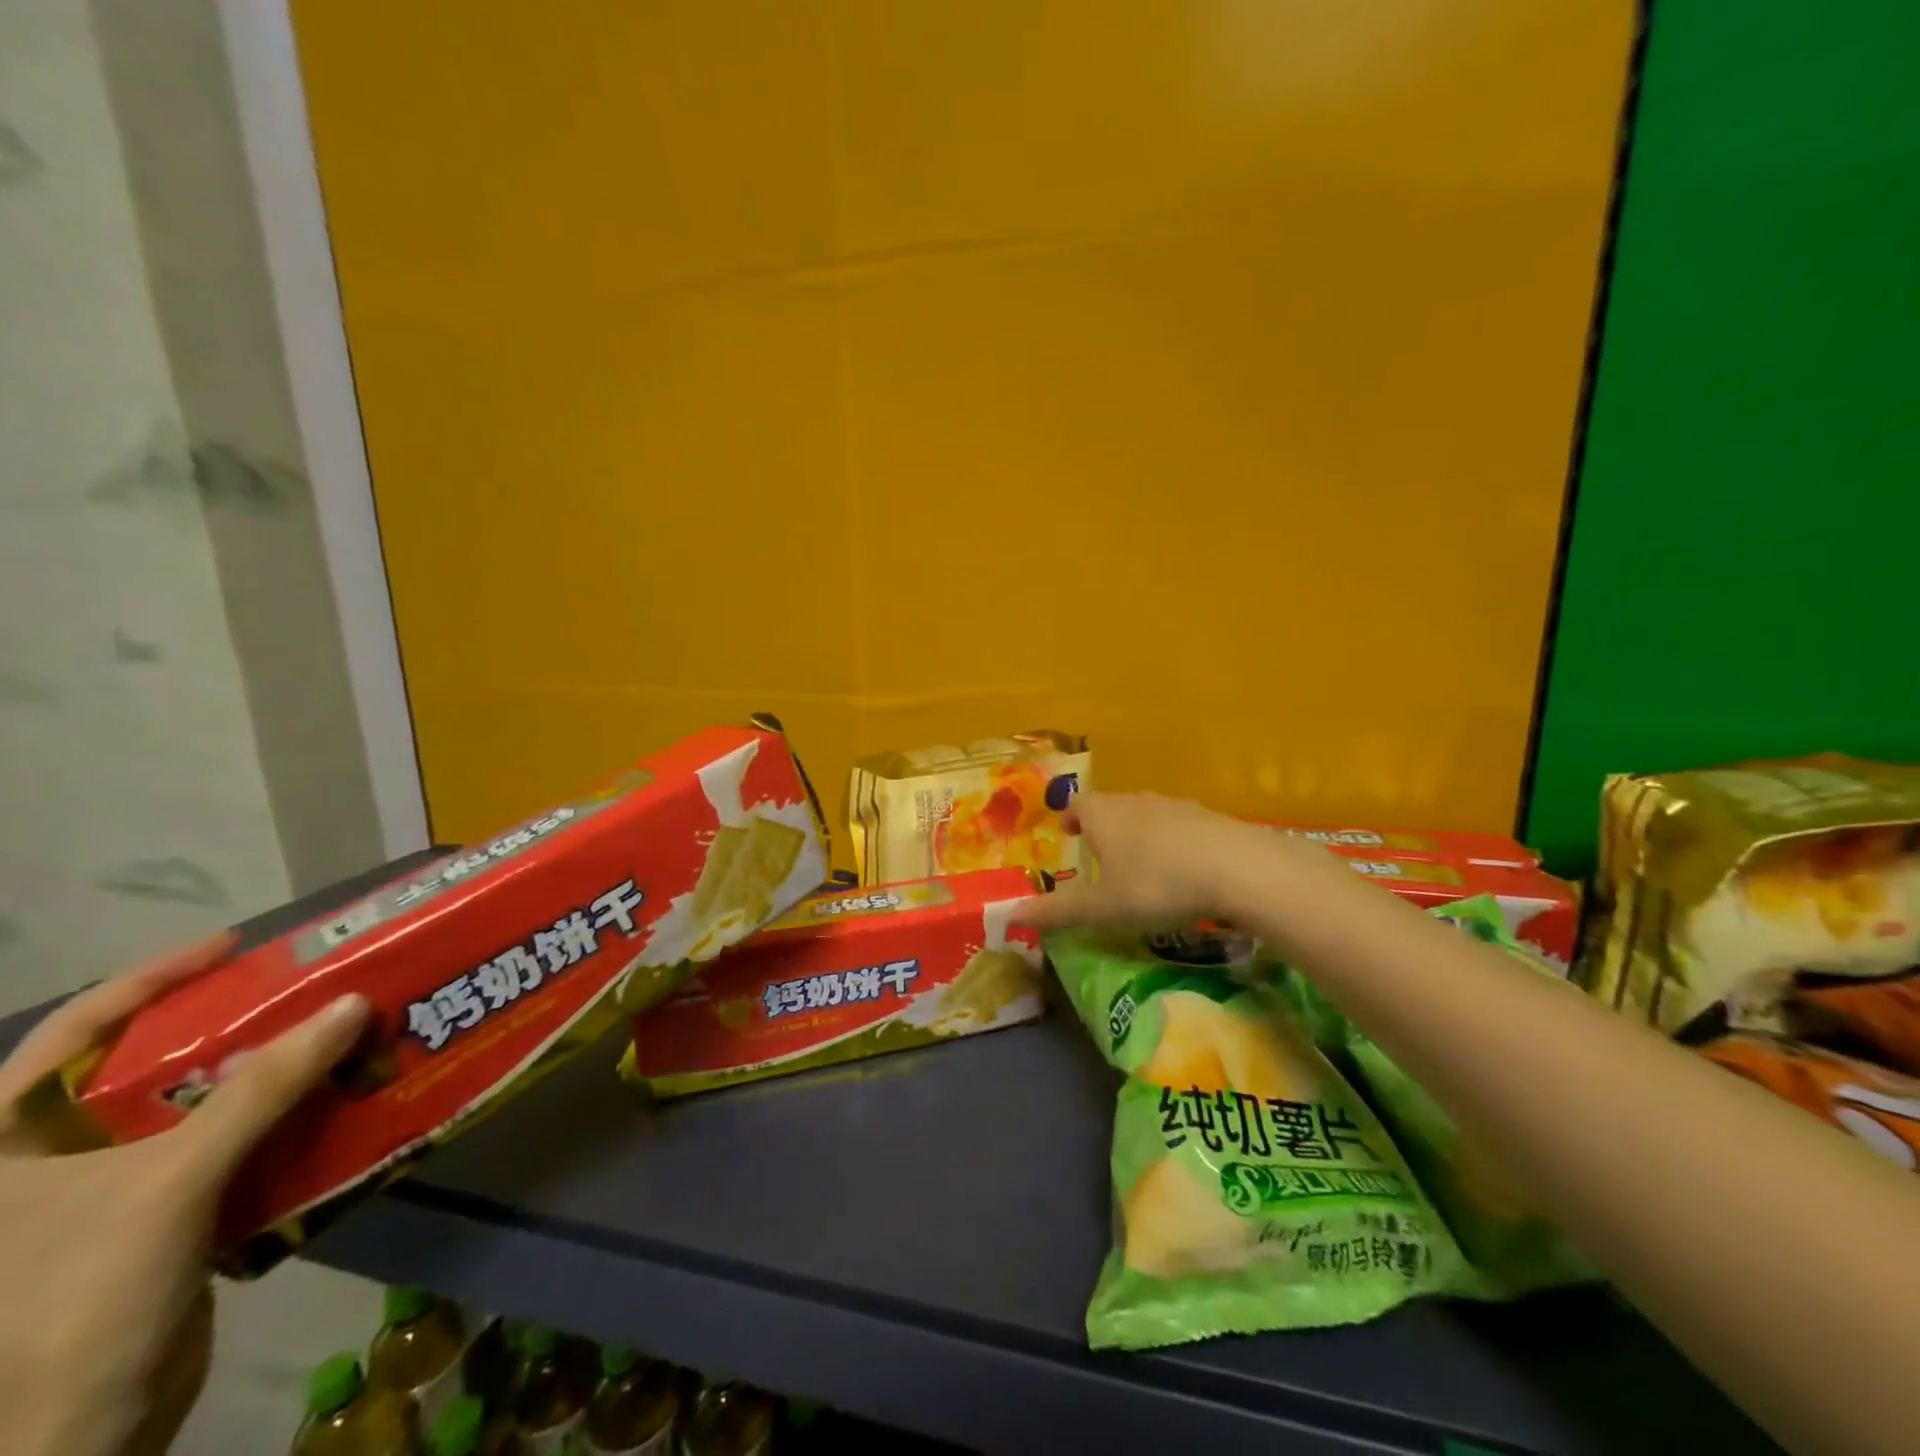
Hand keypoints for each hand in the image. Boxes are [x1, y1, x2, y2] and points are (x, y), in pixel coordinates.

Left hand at [0, 933, 369, 1455]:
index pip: (74, 1030)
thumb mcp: (174, 1180)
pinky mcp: (151, 1220)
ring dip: (265, 1072)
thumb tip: (351, 1004)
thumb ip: (263, 1089)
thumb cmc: (81, 1296)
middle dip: (230, 1023)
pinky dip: (272, 1121)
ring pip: (192, 1106)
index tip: (235, 946)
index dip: (155, 978)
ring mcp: (99, 1194)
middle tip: (302, 987)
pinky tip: (324, 1103)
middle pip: (146, 1064)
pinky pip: (220, 1147)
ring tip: (330, 1034)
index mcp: (5, 1144)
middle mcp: (43, 1160)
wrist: (77, 1434)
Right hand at [1013, 790, 1294, 932]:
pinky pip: (1179, 825)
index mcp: (1103, 814)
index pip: (1077, 804)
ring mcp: (1175, 805)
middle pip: (1110, 806)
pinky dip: (1172, 842)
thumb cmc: (1157, 885)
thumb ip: (1057, 912)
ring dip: (1137, 833)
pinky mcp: (1210, 818)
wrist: (1240, 869)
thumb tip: (1009, 916)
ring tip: (1138, 863)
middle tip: (1099, 854)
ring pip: (1145, 814)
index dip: (1069, 817)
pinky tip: (1183, 869)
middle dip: (1101, 826)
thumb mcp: (1103, 908)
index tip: (1066, 833)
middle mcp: (1135, 801)